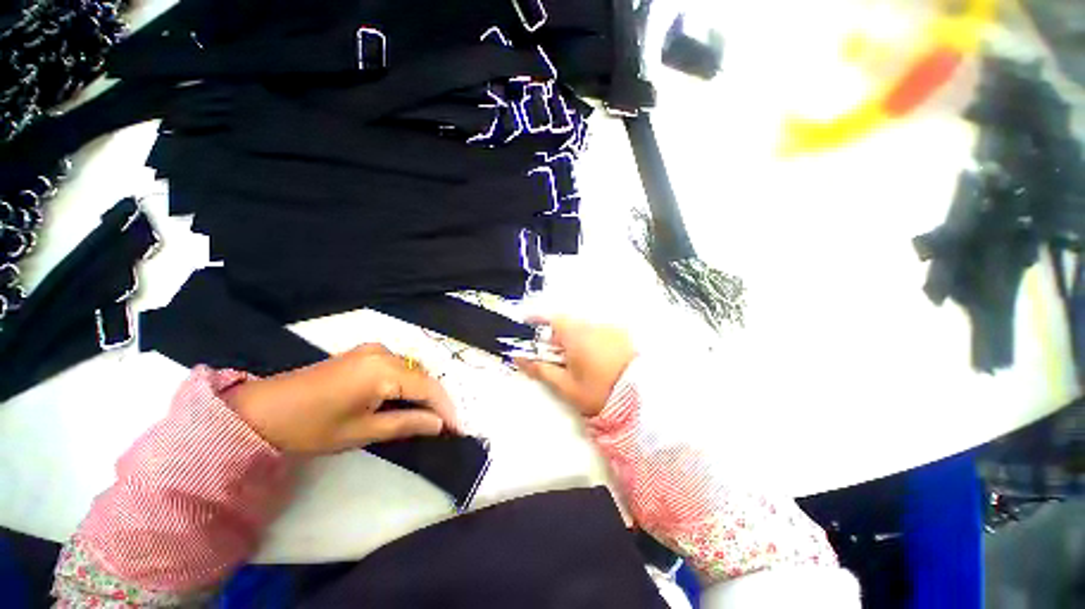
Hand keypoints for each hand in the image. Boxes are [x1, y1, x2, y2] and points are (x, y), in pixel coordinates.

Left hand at [225, 344, 458, 453]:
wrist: (262, 411)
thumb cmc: (310, 427)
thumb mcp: (362, 431)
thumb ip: (406, 423)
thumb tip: (438, 424)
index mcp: (383, 370)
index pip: (428, 387)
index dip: (446, 408)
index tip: (458, 429)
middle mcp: (384, 352)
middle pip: (423, 376)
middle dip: (437, 400)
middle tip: (446, 425)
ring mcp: (373, 350)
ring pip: (413, 370)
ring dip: (423, 392)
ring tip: (430, 416)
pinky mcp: (365, 353)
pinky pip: (399, 367)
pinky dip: (408, 383)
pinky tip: (408, 400)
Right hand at [516, 317, 636, 416]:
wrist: (644, 396)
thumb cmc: (600, 391)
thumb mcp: (566, 385)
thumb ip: (541, 370)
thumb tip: (519, 358)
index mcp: (575, 334)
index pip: (551, 318)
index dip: (538, 320)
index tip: (528, 324)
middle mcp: (592, 325)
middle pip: (567, 323)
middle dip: (557, 336)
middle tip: (556, 356)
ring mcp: (609, 328)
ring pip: (584, 328)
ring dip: (576, 339)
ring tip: (579, 362)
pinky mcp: (622, 334)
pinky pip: (600, 332)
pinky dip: (593, 340)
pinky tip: (598, 359)